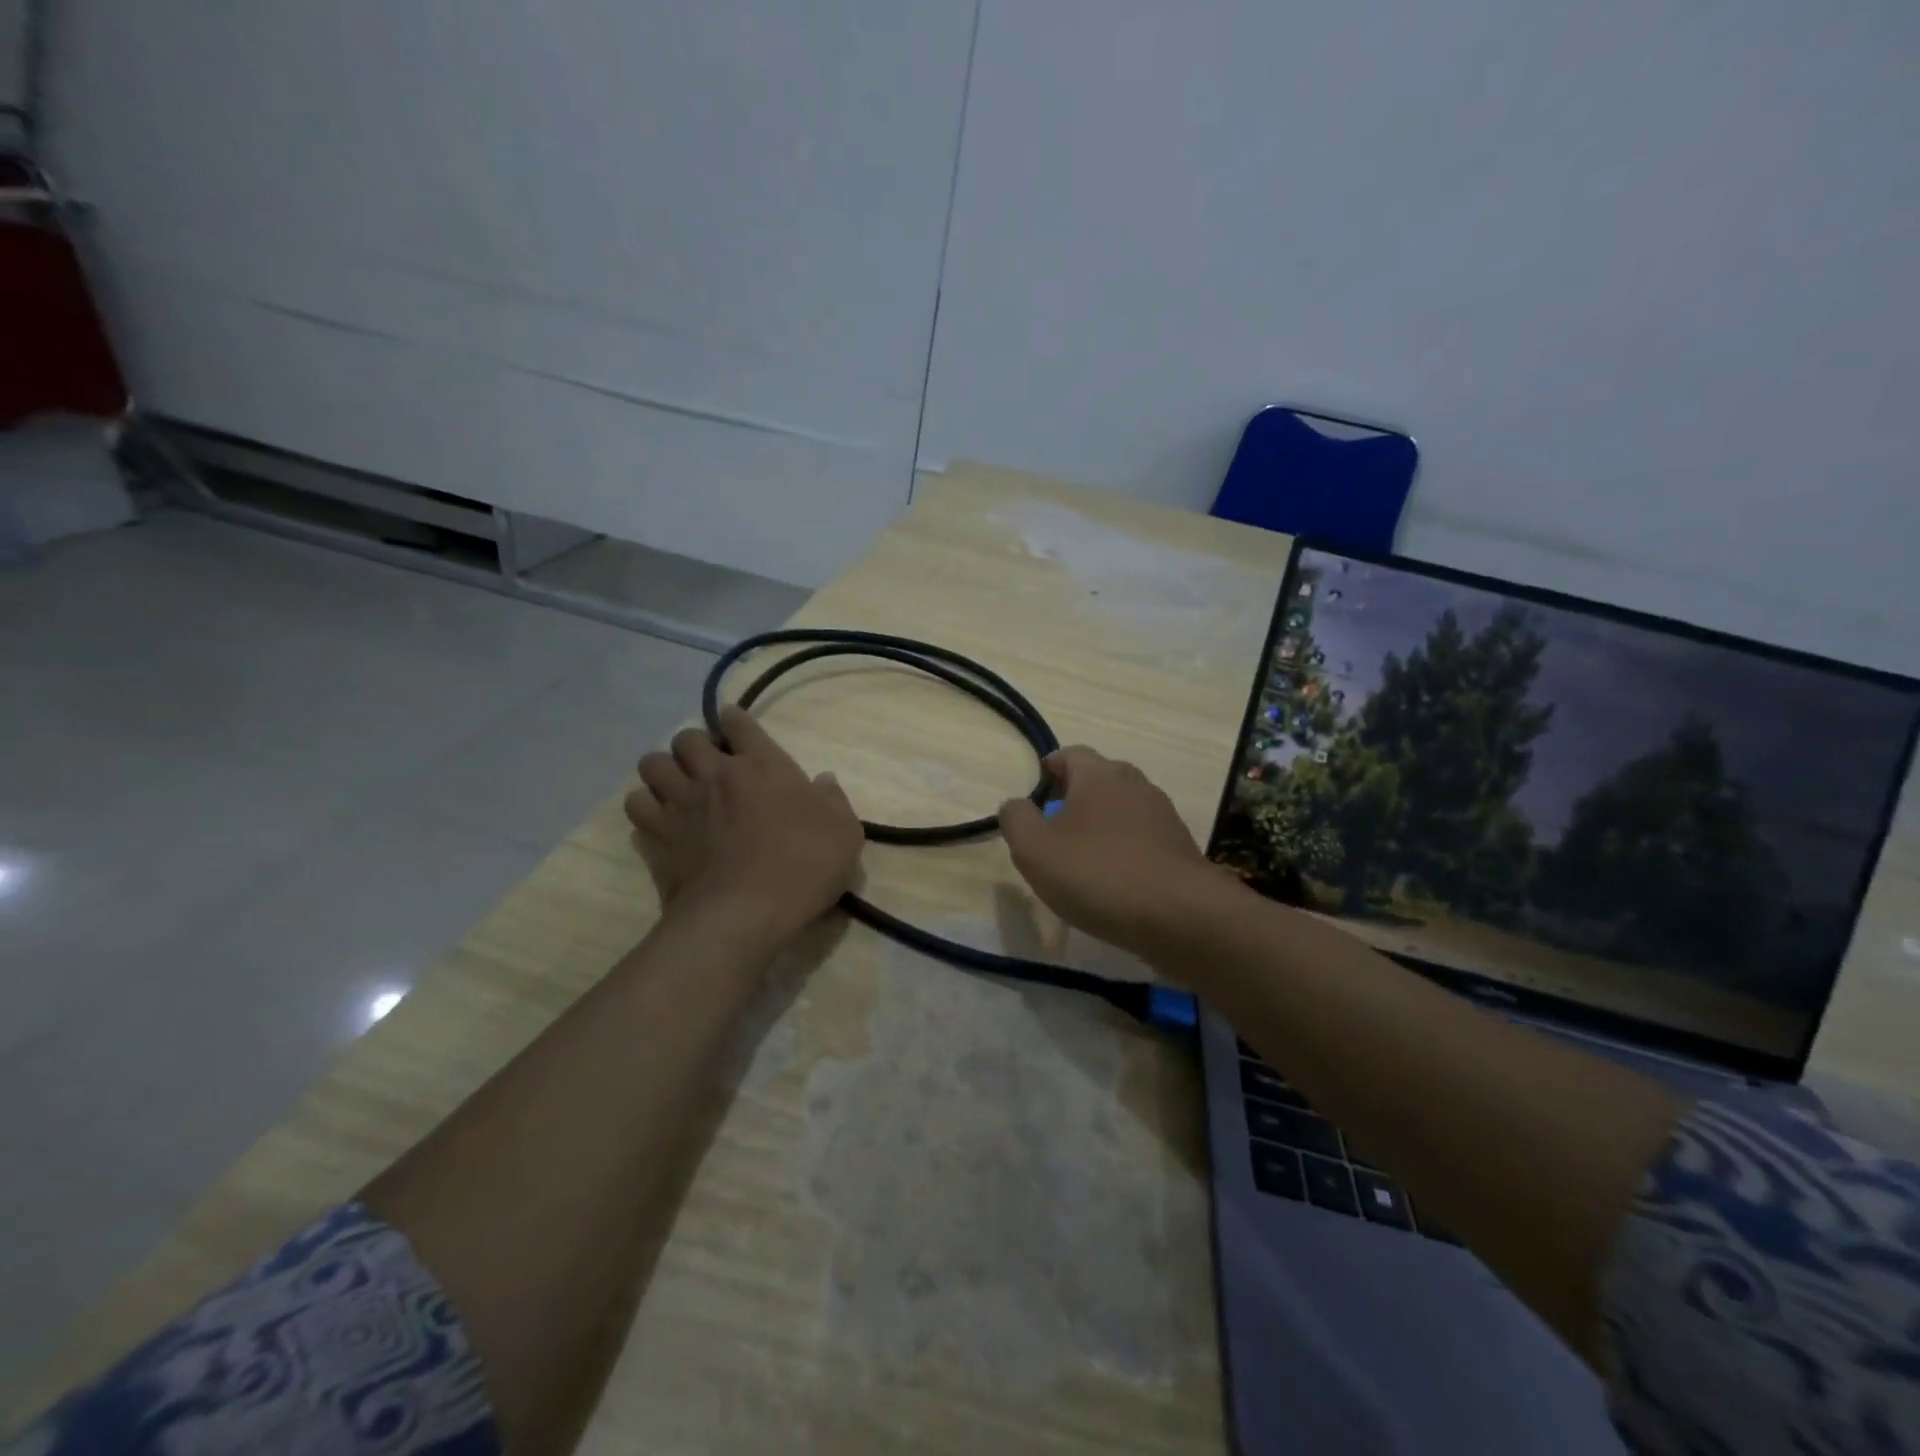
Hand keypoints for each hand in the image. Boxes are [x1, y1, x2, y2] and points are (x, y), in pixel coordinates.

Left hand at [624, 706, 863, 939]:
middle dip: (695, 746)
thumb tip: (823, 780)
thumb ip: (833, 800)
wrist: (743, 913)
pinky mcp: (657, 834)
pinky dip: (645, 806)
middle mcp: (716, 773)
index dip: (735, 721)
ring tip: (677, 788)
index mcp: (763, 765)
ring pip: (652, 763)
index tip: (736, 729)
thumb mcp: (843, 833)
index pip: (739, 722)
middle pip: (687, 738)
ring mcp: (681, 803)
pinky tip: (659, 820)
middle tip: (707, 766)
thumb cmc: (802, 867)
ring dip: (664, 771)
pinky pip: (636, 804)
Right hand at [998, 746, 1218, 953]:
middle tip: (1052, 827)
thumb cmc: (1098, 874)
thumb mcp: (1036, 850)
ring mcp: (1162, 814)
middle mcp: (1134, 783)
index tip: (1036, 789)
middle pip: (1098, 779)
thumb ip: (1016, 820)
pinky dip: (1123, 849)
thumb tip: (1014, 804)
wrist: (1180, 915)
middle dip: (1074, 797)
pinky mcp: (1179, 847)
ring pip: (1121, 809)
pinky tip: (1113, 881)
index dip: (1050, 768)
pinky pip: (1141, 838)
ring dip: (1100, 825)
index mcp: (1098, 774)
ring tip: (1080, 858)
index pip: (1070, 754)